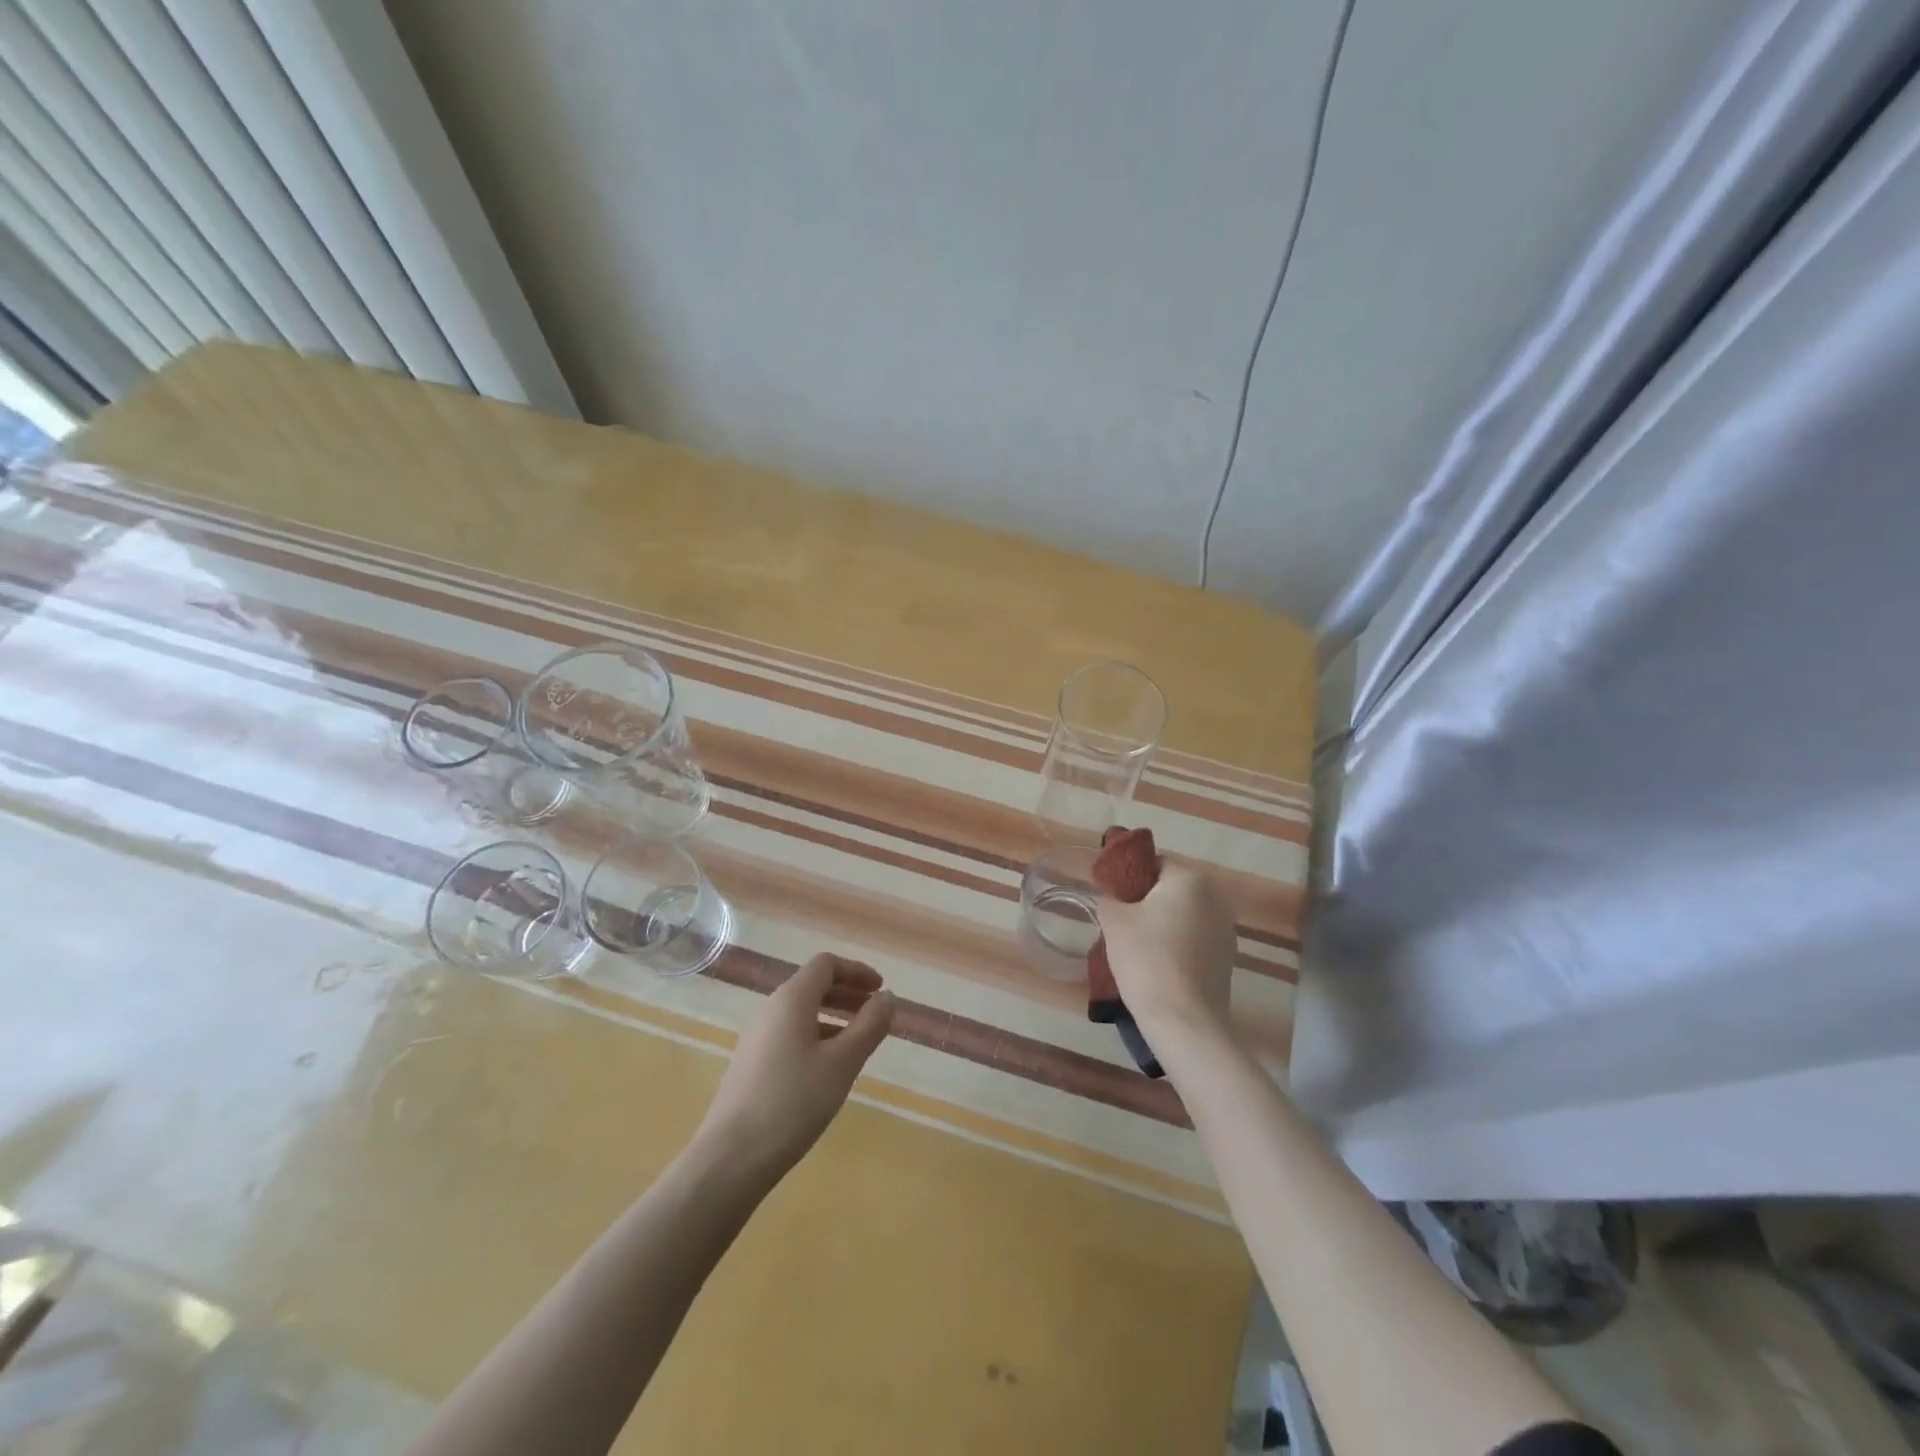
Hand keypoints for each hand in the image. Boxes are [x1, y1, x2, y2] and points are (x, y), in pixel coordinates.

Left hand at [695, 954, 895, 1186]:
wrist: (731, 1158)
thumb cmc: (793, 1102)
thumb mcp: (843, 1062)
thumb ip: (869, 1025)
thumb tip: (887, 997)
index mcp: (791, 999)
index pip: (826, 965)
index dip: (856, 971)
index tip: (880, 989)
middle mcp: (770, 1009)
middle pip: (813, 985)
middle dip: (847, 993)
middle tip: (875, 1012)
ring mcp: (757, 1038)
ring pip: (801, 1012)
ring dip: (833, 1016)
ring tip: (859, 1042)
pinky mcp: (751, 1064)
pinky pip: (790, 1034)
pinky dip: (817, 1036)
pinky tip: (829, 1068)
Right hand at [1096, 864, 1236, 1042]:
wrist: (1184, 1020)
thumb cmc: (1147, 959)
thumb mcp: (1113, 921)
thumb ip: (1109, 898)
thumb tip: (1112, 898)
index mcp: (1190, 879)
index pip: (1154, 862)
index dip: (1129, 877)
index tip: (1111, 898)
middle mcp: (1216, 897)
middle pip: (1171, 889)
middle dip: (1146, 901)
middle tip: (1119, 922)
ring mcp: (1226, 929)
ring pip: (1184, 915)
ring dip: (1163, 923)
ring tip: (1137, 947)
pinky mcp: (1228, 958)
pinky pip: (1195, 939)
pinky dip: (1177, 944)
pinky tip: (1158, 965)